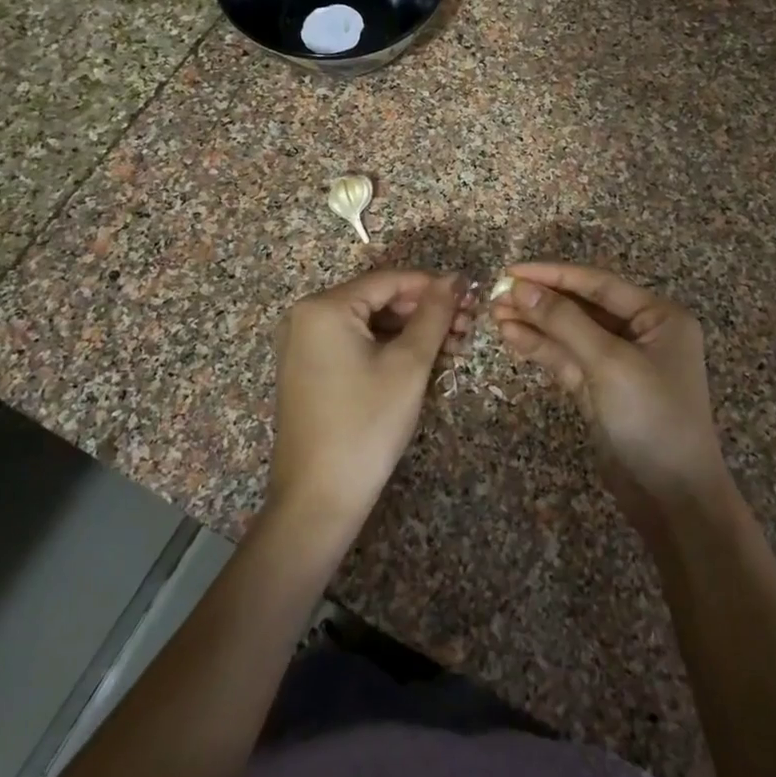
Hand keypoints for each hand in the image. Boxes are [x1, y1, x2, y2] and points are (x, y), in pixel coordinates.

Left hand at [269, 269, 473, 536]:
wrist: (318, 498)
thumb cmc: (366, 424)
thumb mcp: (409, 365)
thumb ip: (434, 314)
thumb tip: (456, 278)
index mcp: (324, 307)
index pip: (389, 280)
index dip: (434, 286)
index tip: (472, 299)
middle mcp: (306, 317)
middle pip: (378, 300)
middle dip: (425, 312)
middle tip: (468, 329)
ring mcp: (304, 345)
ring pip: (370, 324)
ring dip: (411, 332)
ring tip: (453, 349)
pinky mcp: (309, 370)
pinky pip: (355, 344)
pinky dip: (388, 349)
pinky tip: (422, 362)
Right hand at [491, 262, 727, 528]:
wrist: (672, 497)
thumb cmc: (652, 417)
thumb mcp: (610, 362)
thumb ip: (564, 321)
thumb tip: (521, 288)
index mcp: (659, 317)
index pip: (598, 284)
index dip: (553, 275)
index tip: (511, 271)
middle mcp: (641, 333)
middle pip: (582, 307)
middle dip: (540, 301)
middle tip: (495, 295)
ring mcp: (619, 363)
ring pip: (571, 334)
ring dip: (535, 323)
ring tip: (494, 314)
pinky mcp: (600, 389)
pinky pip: (568, 359)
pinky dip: (541, 348)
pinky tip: (511, 336)